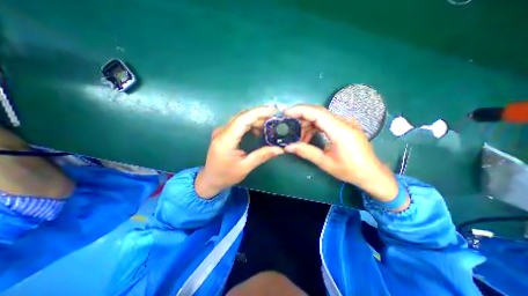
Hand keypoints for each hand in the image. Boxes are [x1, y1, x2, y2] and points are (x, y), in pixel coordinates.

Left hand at [195, 106, 284, 198]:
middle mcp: (222, 131)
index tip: (274, 111)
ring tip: (268, 126)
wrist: (210, 179)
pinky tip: (257, 131)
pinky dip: (249, 124)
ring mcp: (221, 131)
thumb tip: (280, 149)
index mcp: (226, 140)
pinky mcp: (223, 133)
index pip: (243, 119)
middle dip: (260, 115)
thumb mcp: (245, 167)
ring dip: (255, 119)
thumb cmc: (226, 176)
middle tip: (275, 120)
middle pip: (242, 116)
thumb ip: (262, 156)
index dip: (259, 112)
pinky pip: (238, 123)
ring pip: (240, 118)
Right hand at [285, 104, 400, 202]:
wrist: (372, 173)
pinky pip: (326, 122)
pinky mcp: (345, 126)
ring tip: (299, 138)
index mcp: (340, 130)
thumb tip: (288, 147)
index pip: (317, 113)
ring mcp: (346, 123)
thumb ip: (306, 152)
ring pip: (321, 117)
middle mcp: (344, 122)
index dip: (300, 110)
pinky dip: (315, 127)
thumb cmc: (350, 170)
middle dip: (301, 117)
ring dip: (308, 125)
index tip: (286, 113)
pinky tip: (310, 137)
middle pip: (318, 112)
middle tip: (288, 126)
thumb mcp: (326, 163)